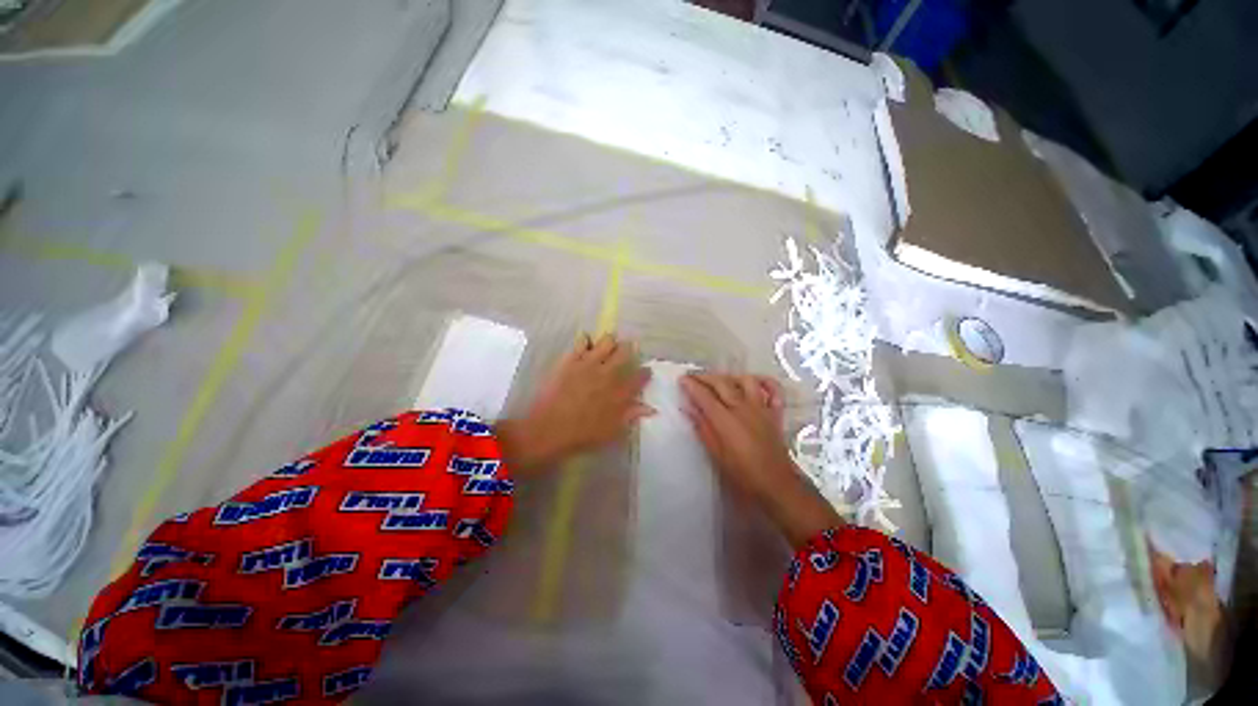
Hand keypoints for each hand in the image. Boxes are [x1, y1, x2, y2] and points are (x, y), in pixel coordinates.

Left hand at [497, 334, 653, 475]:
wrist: (549, 428)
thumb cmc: (583, 434)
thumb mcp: (612, 431)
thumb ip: (631, 415)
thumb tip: (651, 408)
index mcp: (620, 392)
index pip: (639, 377)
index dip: (645, 372)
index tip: (646, 371)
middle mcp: (608, 373)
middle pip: (626, 352)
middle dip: (629, 350)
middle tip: (626, 354)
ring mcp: (589, 363)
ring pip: (607, 341)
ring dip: (610, 343)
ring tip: (606, 348)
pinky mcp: (571, 359)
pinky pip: (582, 341)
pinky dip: (586, 340)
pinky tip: (586, 345)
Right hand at [680, 372, 842, 545]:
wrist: (776, 485)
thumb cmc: (742, 474)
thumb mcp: (716, 454)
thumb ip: (702, 428)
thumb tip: (688, 408)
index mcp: (726, 420)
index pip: (705, 396)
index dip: (692, 385)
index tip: (682, 379)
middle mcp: (743, 408)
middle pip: (722, 383)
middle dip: (705, 377)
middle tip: (693, 377)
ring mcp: (761, 408)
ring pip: (745, 381)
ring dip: (730, 377)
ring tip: (720, 381)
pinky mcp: (775, 413)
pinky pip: (774, 390)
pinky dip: (765, 382)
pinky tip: (755, 382)